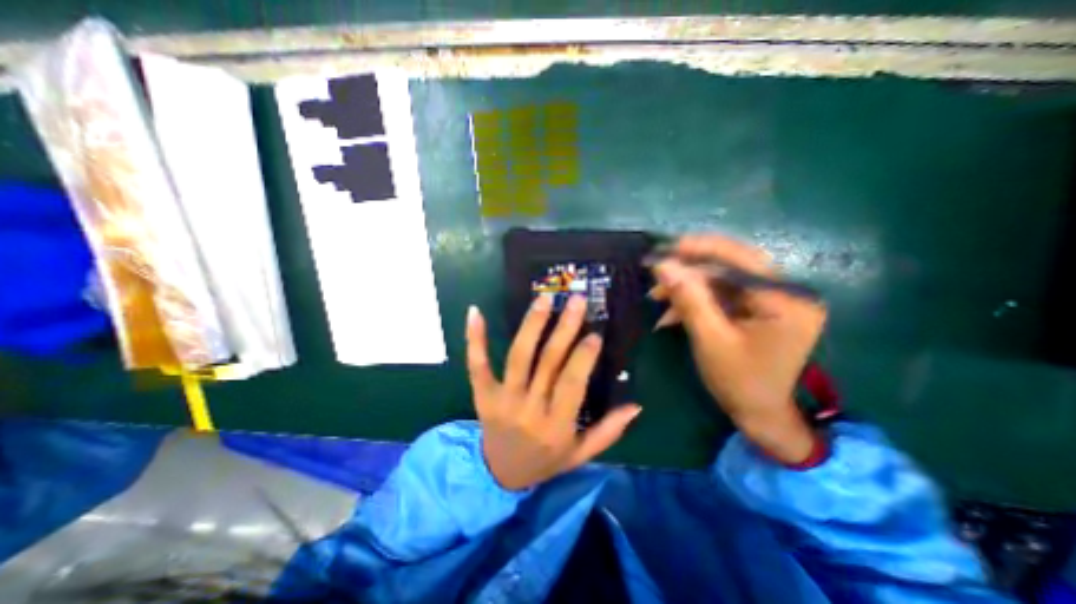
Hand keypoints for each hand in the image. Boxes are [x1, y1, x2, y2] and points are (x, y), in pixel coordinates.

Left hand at [461, 295, 636, 489]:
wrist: (500, 476)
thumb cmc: (546, 462)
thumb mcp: (581, 455)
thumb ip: (609, 431)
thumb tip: (636, 406)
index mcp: (556, 426)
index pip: (572, 384)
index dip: (583, 357)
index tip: (595, 334)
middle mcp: (529, 409)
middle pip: (547, 362)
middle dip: (564, 328)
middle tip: (575, 300)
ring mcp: (502, 400)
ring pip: (518, 356)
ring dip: (531, 325)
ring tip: (544, 299)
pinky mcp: (483, 395)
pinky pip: (477, 365)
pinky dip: (475, 339)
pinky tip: (475, 312)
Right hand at [651, 233, 824, 464]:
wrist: (758, 413)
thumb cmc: (739, 381)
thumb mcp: (710, 339)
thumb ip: (688, 299)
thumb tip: (663, 266)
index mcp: (786, 300)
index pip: (741, 259)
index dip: (701, 249)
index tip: (666, 248)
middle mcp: (785, 293)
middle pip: (730, 266)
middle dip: (688, 271)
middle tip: (656, 274)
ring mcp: (771, 300)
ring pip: (720, 280)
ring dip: (687, 287)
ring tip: (656, 297)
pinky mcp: (757, 308)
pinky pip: (721, 295)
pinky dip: (694, 300)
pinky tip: (671, 312)